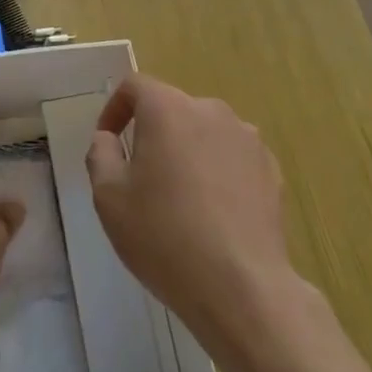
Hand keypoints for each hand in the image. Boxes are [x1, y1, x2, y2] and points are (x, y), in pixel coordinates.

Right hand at [86, 75, 309, 352]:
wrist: (241, 286)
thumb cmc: (164, 236)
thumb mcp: (109, 197)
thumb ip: (101, 154)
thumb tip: (108, 138)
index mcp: (168, 109)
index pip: (135, 85)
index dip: (115, 108)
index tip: (109, 142)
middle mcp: (211, 110)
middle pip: (172, 109)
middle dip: (153, 135)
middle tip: (141, 180)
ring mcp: (247, 138)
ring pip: (204, 134)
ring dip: (187, 153)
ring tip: (180, 200)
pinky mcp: (270, 168)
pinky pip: (233, 158)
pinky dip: (218, 173)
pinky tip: (214, 215)